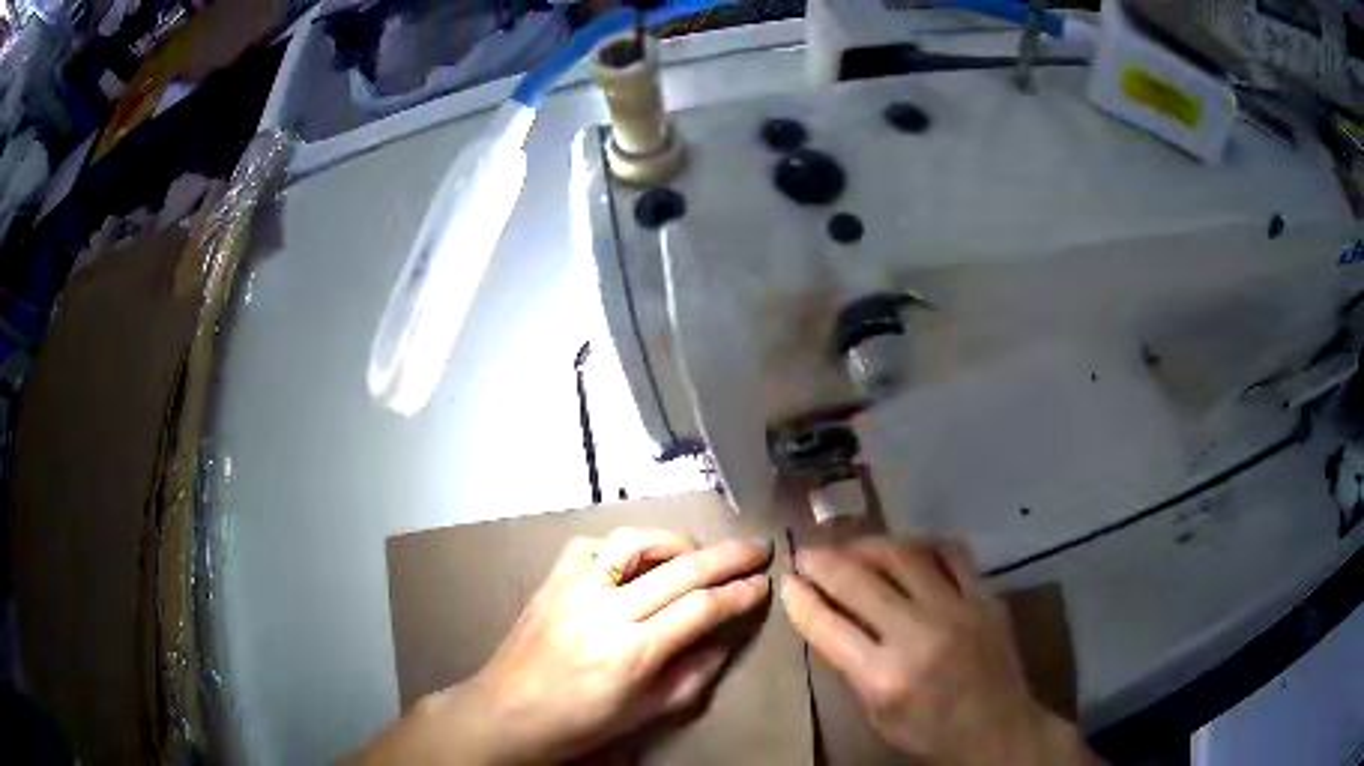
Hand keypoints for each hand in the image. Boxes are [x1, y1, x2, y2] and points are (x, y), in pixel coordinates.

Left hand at [357, 528, 773, 765]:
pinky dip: (622, 546)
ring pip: (634, 542)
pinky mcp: (551, 580)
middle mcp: (605, 611)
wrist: (506, 713)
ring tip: (699, 550)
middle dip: (727, 556)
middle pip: (679, 569)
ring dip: (675, 540)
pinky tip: (637, 559)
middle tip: (756, 548)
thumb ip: (694, 674)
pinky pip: (592, 545)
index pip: (700, 608)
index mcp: (632, 652)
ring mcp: (573, 589)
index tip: (763, 583)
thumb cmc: (580, 723)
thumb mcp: (646, 712)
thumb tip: (726, 638)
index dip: (738, 594)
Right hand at [780, 537, 1095, 765]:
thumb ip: (851, 665)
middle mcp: (918, 635)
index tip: (786, 579)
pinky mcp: (984, 596)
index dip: (800, 597)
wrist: (997, 727)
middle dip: (823, 560)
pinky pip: (951, 553)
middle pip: (860, 580)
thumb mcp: (875, 713)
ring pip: (904, 555)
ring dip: (869, 544)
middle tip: (807, 552)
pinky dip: (922, 545)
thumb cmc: (928, 731)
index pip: (827, 624)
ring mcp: (957, 609)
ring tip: (851, 545)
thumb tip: (826, 617)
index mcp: (883, 676)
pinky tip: (907, 548)